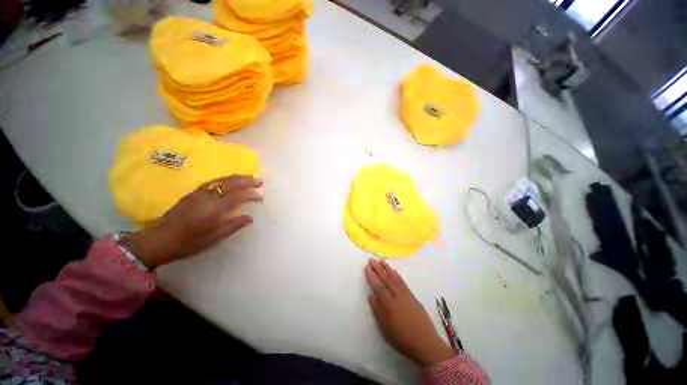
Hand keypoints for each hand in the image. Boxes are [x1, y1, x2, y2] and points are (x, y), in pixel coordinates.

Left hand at [121, 175, 263, 269]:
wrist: (158, 240)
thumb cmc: (188, 242)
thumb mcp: (214, 238)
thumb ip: (233, 225)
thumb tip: (250, 218)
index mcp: (214, 208)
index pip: (238, 196)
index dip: (251, 195)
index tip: (261, 197)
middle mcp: (207, 197)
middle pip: (231, 183)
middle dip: (247, 180)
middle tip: (260, 181)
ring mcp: (198, 193)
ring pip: (222, 180)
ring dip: (237, 177)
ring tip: (249, 177)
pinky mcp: (192, 193)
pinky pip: (213, 181)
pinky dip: (225, 179)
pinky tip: (230, 181)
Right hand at [365, 259, 454, 366]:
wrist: (426, 343)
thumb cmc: (403, 339)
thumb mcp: (386, 329)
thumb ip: (378, 311)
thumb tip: (371, 295)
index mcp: (390, 305)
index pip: (379, 287)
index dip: (372, 277)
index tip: (367, 267)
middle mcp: (398, 296)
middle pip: (387, 280)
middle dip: (378, 269)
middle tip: (372, 259)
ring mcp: (406, 295)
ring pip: (395, 279)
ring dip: (387, 269)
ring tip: (382, 260)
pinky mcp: (413, 296)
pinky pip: (403, 282)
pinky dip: (397, 275)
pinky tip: (394, 270)